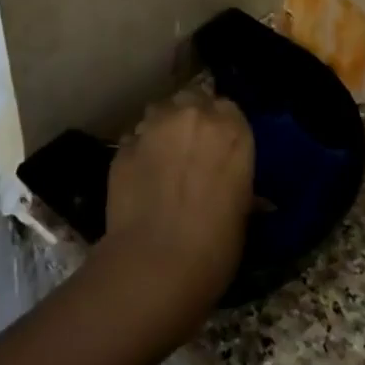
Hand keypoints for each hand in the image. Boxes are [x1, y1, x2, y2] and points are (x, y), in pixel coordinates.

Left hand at [99, 96, 254, 312]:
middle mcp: (193, 116)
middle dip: (191, 117)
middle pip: (191, 100)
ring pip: (159, 112)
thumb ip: (236, 182)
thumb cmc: (216, 245)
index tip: (219, 146)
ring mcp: (153, 128)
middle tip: (191, 148)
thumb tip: (241, 190)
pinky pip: (134, 140)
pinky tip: (140, 178)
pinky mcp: (122, 147)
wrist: (156, 264)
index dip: (222, 125)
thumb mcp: (242, 211)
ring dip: (163, 128)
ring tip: (162, 158)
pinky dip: (139, 152)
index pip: (228, 107)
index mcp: (232, 129)